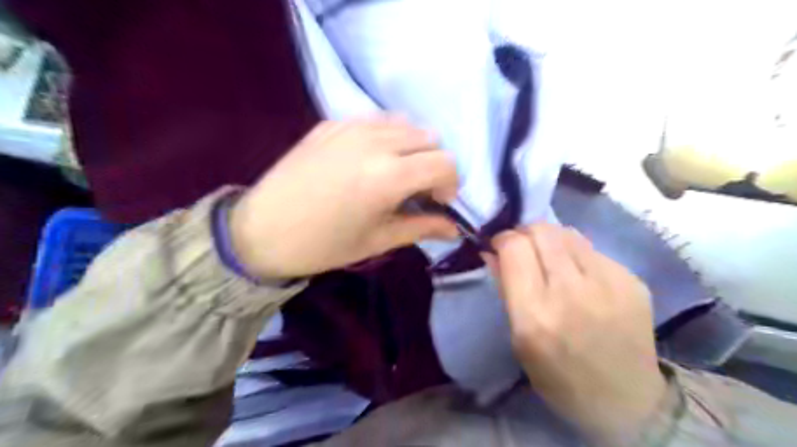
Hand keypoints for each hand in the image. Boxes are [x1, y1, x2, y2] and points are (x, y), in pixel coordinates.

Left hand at [227, 119, 457, 278]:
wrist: (261, 231)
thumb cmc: (323, 245)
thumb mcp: (378, 240)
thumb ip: (422, 227)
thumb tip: (455, 228)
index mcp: (389, 175)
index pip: (445, 163)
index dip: (450, 184)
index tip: (436, 203)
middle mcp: (375, 141)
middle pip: (429, 138)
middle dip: (432, 164)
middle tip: (415, 190)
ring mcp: (350, 126)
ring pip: (403, 124)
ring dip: (410, 148)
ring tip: (392, 173)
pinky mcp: (330, 124)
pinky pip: (374, 120)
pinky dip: (384, 137)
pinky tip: (366, 161)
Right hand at [494, 225, 667, 444]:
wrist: (626, 402)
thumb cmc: (558, 376)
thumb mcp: (517, 338)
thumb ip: (504, 287)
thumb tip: (491, 251)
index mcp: (535, 313)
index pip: (514, 247)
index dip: (502, 239)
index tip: (499, 247)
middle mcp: (572, 291)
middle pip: (541, 230)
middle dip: (525, 233)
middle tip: (523, 248)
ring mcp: (609, 283)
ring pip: (567, 232)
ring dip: (550, 240)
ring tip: (551, 259)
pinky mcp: (632, 280)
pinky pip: (593, 249)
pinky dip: (577, 254)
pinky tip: (580, 277)